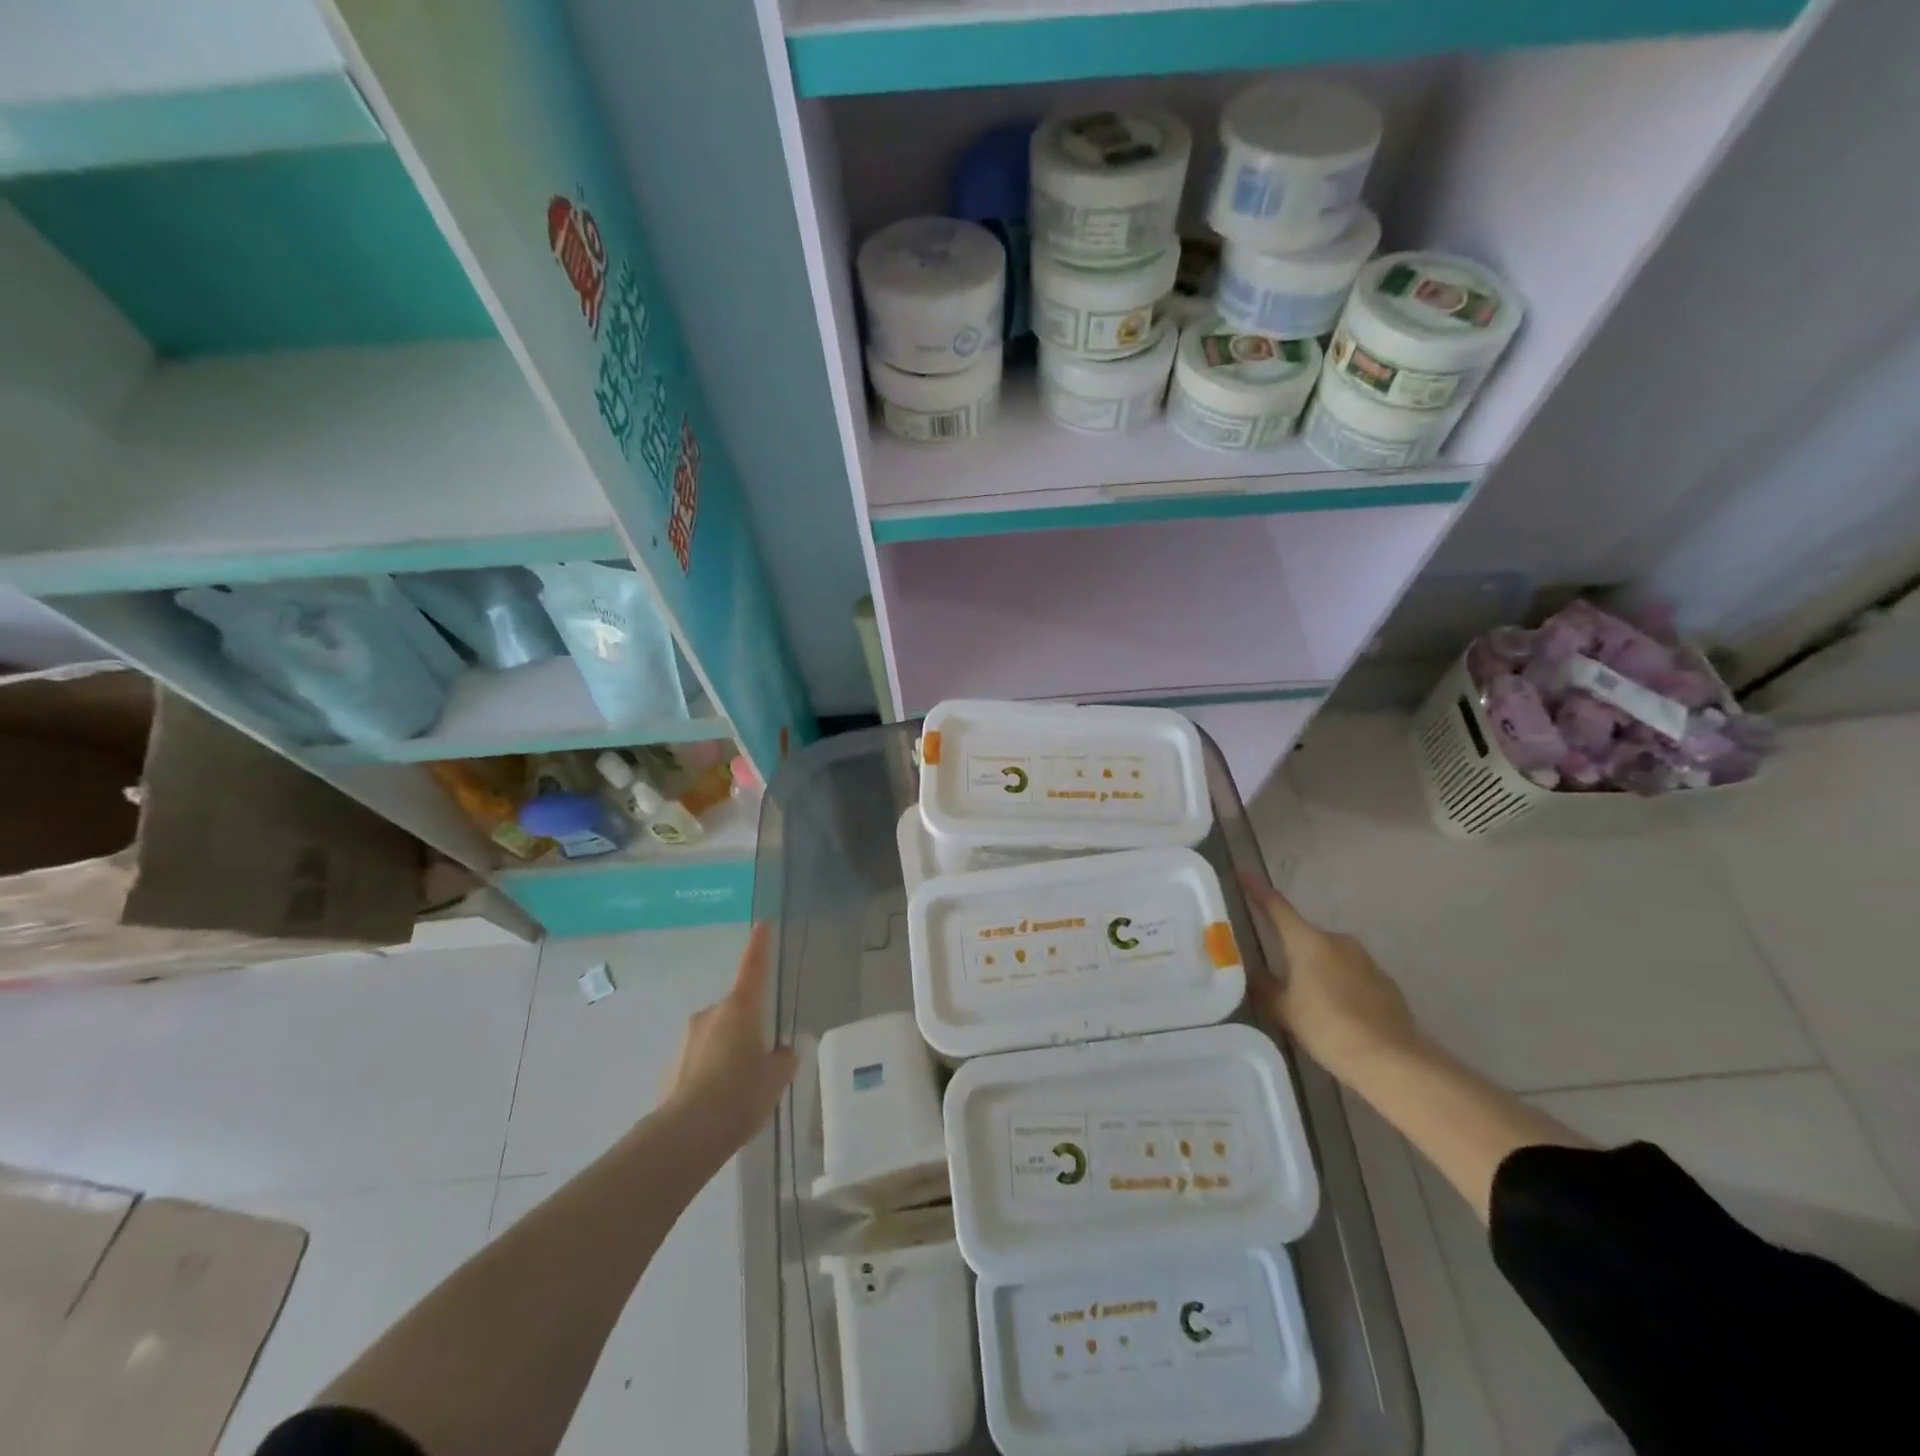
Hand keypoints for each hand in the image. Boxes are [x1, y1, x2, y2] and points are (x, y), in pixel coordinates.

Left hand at [662, 923, 797, 1149]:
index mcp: (740, 1008)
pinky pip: (703, 1059)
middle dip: (750, 1028)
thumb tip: (781, 1052)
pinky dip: (714, 1071)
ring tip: (742, 1089)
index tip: (763, 924)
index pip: (754, 967)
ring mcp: (689, 1039)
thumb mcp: (776, 1077)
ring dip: (731, 1051)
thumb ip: (782, 1059)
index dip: (760, 945)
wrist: (686, 1136)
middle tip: (764, 1060)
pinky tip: (722, 1100)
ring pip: (719, 1036)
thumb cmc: (740, 1095)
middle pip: (737, 1010)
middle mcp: (712, 1014)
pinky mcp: (674, 1066)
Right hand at [1240, 874, 1420, 1075]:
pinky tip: (1337, 1012)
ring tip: (1308, 1001)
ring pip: (1328, 956)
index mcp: (1307, 941)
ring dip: (1316, 969)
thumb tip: (1253, 974)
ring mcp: (1364, 959)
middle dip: (1290, 950)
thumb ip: (1265, 988)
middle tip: (1277, 974)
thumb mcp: (1285, 1010)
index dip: (1257, 890)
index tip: (1243, 872)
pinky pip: (1350, 974)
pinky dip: (1339, 984)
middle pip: (1304, 936)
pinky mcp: (1384, 980)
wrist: (1392, 1059)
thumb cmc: (1328, 1028)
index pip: (1276, 906)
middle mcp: (1337, 940)